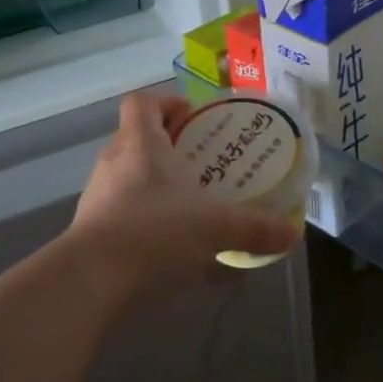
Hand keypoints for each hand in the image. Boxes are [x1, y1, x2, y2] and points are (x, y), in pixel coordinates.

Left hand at [68, 93, 301, 285]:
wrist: (91, 279)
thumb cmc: (155, 232)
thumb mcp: (215, 228)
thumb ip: (255, 228)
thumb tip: (292, 235)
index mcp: (141, 143)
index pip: (142, 102)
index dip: (167, 103)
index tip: (193, 117)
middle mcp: (114, 160)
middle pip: (137, 136)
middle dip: (168, 146)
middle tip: (201, 163)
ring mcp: (97, 194)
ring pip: (127, 173)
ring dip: (153, 182)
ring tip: (187, 203)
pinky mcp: (90, 227)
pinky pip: (119, 208)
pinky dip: (141, 215)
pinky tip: (165, 242)